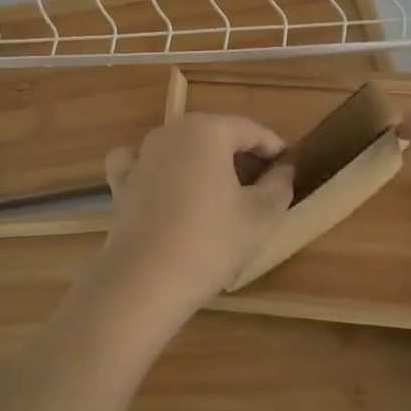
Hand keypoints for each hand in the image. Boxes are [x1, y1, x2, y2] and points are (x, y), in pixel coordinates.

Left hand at [99, 114, 295, 322]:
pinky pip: (144, 163)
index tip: (288, 165)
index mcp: (207, 131)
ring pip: (181, 146)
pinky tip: (165, 186)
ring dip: (202, 161)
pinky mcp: (121, 181)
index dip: (273, 147)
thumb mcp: (260, 216)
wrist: (144, 280)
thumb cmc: (210, 242)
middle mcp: (171, 132)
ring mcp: (142, 155)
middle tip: (261, 182)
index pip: (250, 130)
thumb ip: (279, 185)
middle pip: (214, 134)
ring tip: (220, 191)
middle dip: (239, 153)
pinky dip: (158, 169)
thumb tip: (284, 168)